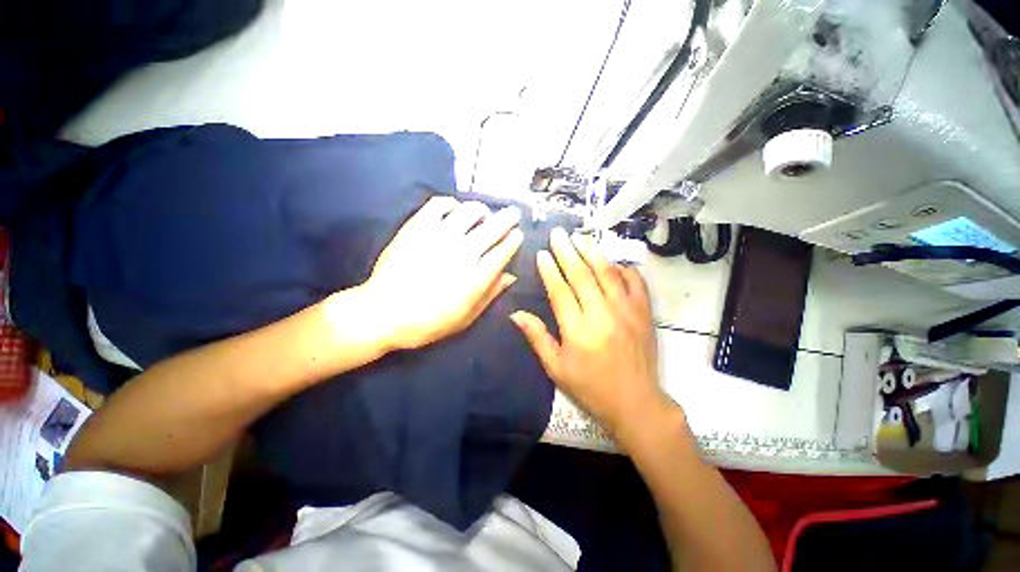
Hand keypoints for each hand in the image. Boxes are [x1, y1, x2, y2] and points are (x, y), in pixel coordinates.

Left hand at [365, 197, 522, 350]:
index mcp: (476, 277)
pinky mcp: (418, 227)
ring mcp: (439, 236)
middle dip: (508, 218)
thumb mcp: (465, 318)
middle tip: (513, 213)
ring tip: (484, 213)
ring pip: (470, 211)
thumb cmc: (427, 322)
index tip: (519, 234)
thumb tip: (510, 276)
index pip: (503, 251)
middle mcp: (463, 252)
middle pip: (493, 227)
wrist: (382, 313)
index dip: (514, 240)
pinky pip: (439, 205)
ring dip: (482, 210)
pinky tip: (455, 209)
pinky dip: (451, 203)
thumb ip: (490, 295)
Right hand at [510, 228, 674, 440]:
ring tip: (581, 238)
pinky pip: (636, 282)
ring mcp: (627, 311)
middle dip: (567, 252)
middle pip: (582, 276)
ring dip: (593, 253)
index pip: (560, 291)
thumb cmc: (590, 387)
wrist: (635, 402)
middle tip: (558, 234)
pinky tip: (613, 261)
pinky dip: (624, 268)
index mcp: (578, 331)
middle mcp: (602, 315)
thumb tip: (516, 314)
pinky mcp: (644, 313)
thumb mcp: (556, 368)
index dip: (549, 270)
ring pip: (608, 274)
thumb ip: (537, 337)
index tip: (541, 253)